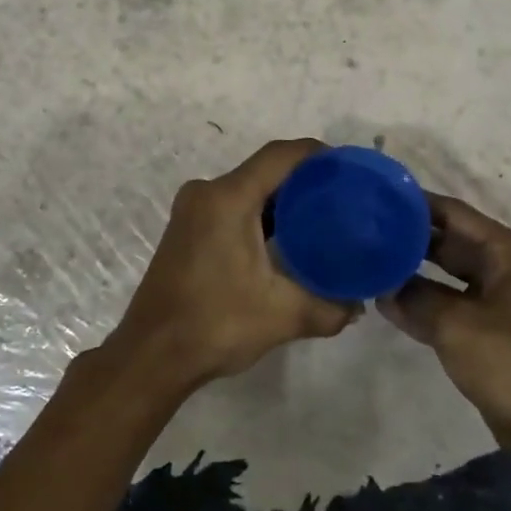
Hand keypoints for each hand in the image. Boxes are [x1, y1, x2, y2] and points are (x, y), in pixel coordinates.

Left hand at [107, 139, 359, 394]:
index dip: (318, 155)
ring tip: (324, 218)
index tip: (350, 168)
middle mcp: (206, 194)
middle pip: (264, 171)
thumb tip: (358, 306)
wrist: (152, 355)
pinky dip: (261, 215)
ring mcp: (192, 211)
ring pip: (247, 190)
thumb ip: (329, 308)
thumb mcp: (283, 315)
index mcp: (227, 199)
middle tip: (344, 198)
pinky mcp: (186, 230)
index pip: (280, 156)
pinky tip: (288, 239)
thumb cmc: (216, 324)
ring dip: (282, 201)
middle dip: (305, 180)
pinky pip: (232, 207)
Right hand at [378, 193, 510, 455]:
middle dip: (407, 237)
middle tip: (363, 230)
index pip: (453, 213)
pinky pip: (445, 304)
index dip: (415, 205)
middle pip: (447, 240)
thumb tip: (381, 286)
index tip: (375, 200)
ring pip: (443, 273)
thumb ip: (413, 297)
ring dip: (409, 271)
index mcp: (507, 252)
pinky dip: (419, 302)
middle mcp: (502, 267)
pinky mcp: (484, 328)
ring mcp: (494, 299)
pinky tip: (383, 300)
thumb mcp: (455, 324)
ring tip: (366, 260)